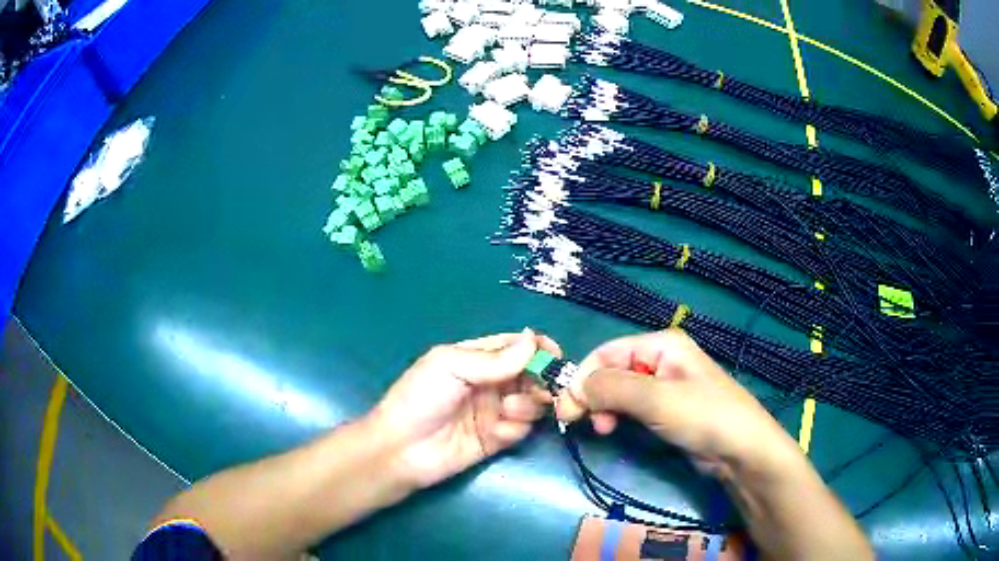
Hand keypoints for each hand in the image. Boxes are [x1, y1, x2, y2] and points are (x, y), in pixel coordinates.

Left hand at [369, 329, 559, 489]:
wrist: (401, 450)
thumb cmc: (419, 399)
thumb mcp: (450, 367)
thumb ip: (494, 359)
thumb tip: (533, 339)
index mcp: (476, 358)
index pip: (515, 346)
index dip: (537, 348)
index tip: (554, 355)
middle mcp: (490, 382)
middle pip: (530, 374)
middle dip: (540, 379)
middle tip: (543, 389)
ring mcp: (494, 411)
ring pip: (531, 402)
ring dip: (526, 405)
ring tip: (506, 411)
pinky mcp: (497, 439)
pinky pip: (521, 429)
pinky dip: (514, 429)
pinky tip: (496, 433)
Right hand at [555, 329, 798, 477]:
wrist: (740, 450)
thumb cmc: (702, 416)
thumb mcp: (656, 399)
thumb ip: (612, 388)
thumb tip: (573, 388)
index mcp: (661, 345)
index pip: (607, 352)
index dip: (583, 377)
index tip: (566, 407)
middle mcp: (660, 360)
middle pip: (611, 371)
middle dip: (592, 394)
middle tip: (577, 422)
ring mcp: (664, 386)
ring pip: (619, 391)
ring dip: (604, 408)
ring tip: (602, 430)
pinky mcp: (666, 410)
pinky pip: (632, 407)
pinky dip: (618, 417)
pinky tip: (614, 430)